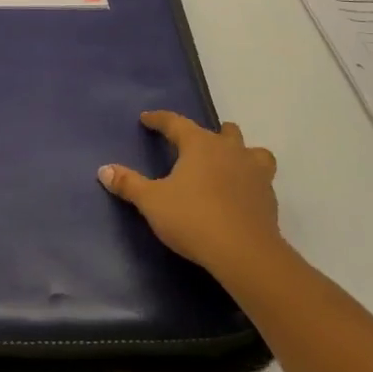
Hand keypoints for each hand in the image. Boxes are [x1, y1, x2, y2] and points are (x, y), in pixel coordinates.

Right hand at [98, 111, 281, 283]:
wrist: (244, 252)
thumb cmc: (193, 218)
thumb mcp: (152, 202)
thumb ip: (129, 184)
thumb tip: (104, 170)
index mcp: (200, 144)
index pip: (176, 123)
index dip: (159, 119)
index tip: (146, 118)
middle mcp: (230, 150)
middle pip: (223, 131)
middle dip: (210, 133)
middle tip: (195, 144)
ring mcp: (254, 172)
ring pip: (252, 151)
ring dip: (240, 153)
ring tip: (229, 165)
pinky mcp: (269, 198)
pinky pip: (261, 179)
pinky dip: (250, 181)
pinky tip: (240, 195)